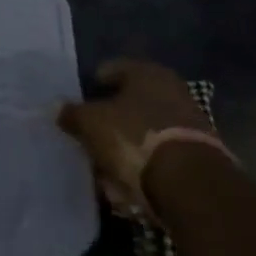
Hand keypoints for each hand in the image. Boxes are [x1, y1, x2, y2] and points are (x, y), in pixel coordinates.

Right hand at [60, 59, 214, 214]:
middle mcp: (172, 91)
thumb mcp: (90, 122)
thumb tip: (58, 108)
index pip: (109, 71)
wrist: (191, 185)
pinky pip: (157, 156)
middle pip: (127, 103)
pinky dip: (141, 166)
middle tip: (85, 137)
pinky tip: (125, 183)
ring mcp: (188, 124)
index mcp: (147, 73)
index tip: (75, 109)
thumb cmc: (134, 138)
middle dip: (106, 120)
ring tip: (102, 167)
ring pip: (141, 131)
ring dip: (122, 146)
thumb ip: (71, 113)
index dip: (88, 88)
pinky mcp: (196, 156)